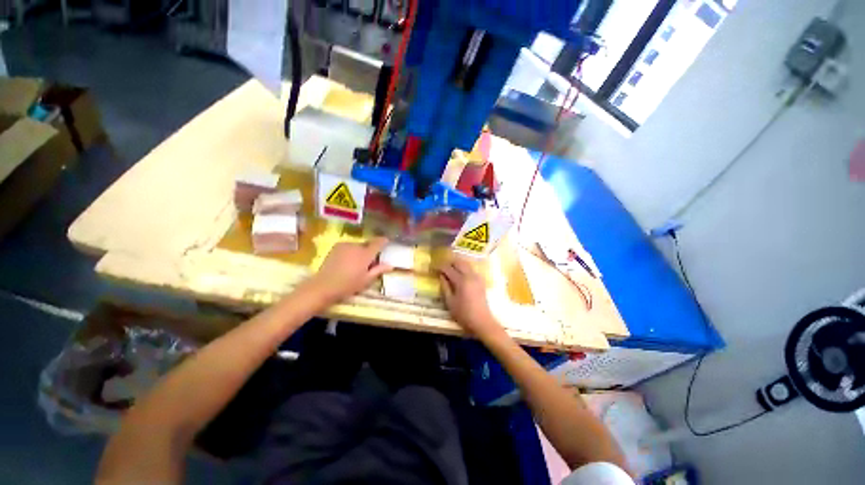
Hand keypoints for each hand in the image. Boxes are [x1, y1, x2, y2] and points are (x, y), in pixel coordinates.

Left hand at [309, 237, 392, 301]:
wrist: (324, 286)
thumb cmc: (348, 285)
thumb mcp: (366, 280)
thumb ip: (378, 270)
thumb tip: (390, 265)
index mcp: (366, 254)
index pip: (378, 243)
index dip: (383, 241)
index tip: (386, 241)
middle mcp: (356, 246)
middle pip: (368, 244)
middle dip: (371, 249)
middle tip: (370, 260)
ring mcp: (345, 245)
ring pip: (358, 245)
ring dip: (360, 250)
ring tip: (357, 262)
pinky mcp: (336, 246)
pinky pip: (349, 246)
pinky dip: (351, 250)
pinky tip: (348, 261)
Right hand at [438, 257, 504, 340]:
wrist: (482, 321)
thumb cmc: (463, 314)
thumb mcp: (450, 302)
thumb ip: (445, 287)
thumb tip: (441, 276)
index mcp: (461, 281)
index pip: (448, 268)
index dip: (440, 267)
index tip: (433, 268)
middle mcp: (470, 275)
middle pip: (459, 262)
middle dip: (449, 263)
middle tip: (442, 268)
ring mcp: (477, 277)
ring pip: (466, 264)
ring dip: (457, 264)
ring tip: (449, 270)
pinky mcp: (481, 281)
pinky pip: (471, 269)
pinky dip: (463, 268)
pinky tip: (459, 275)